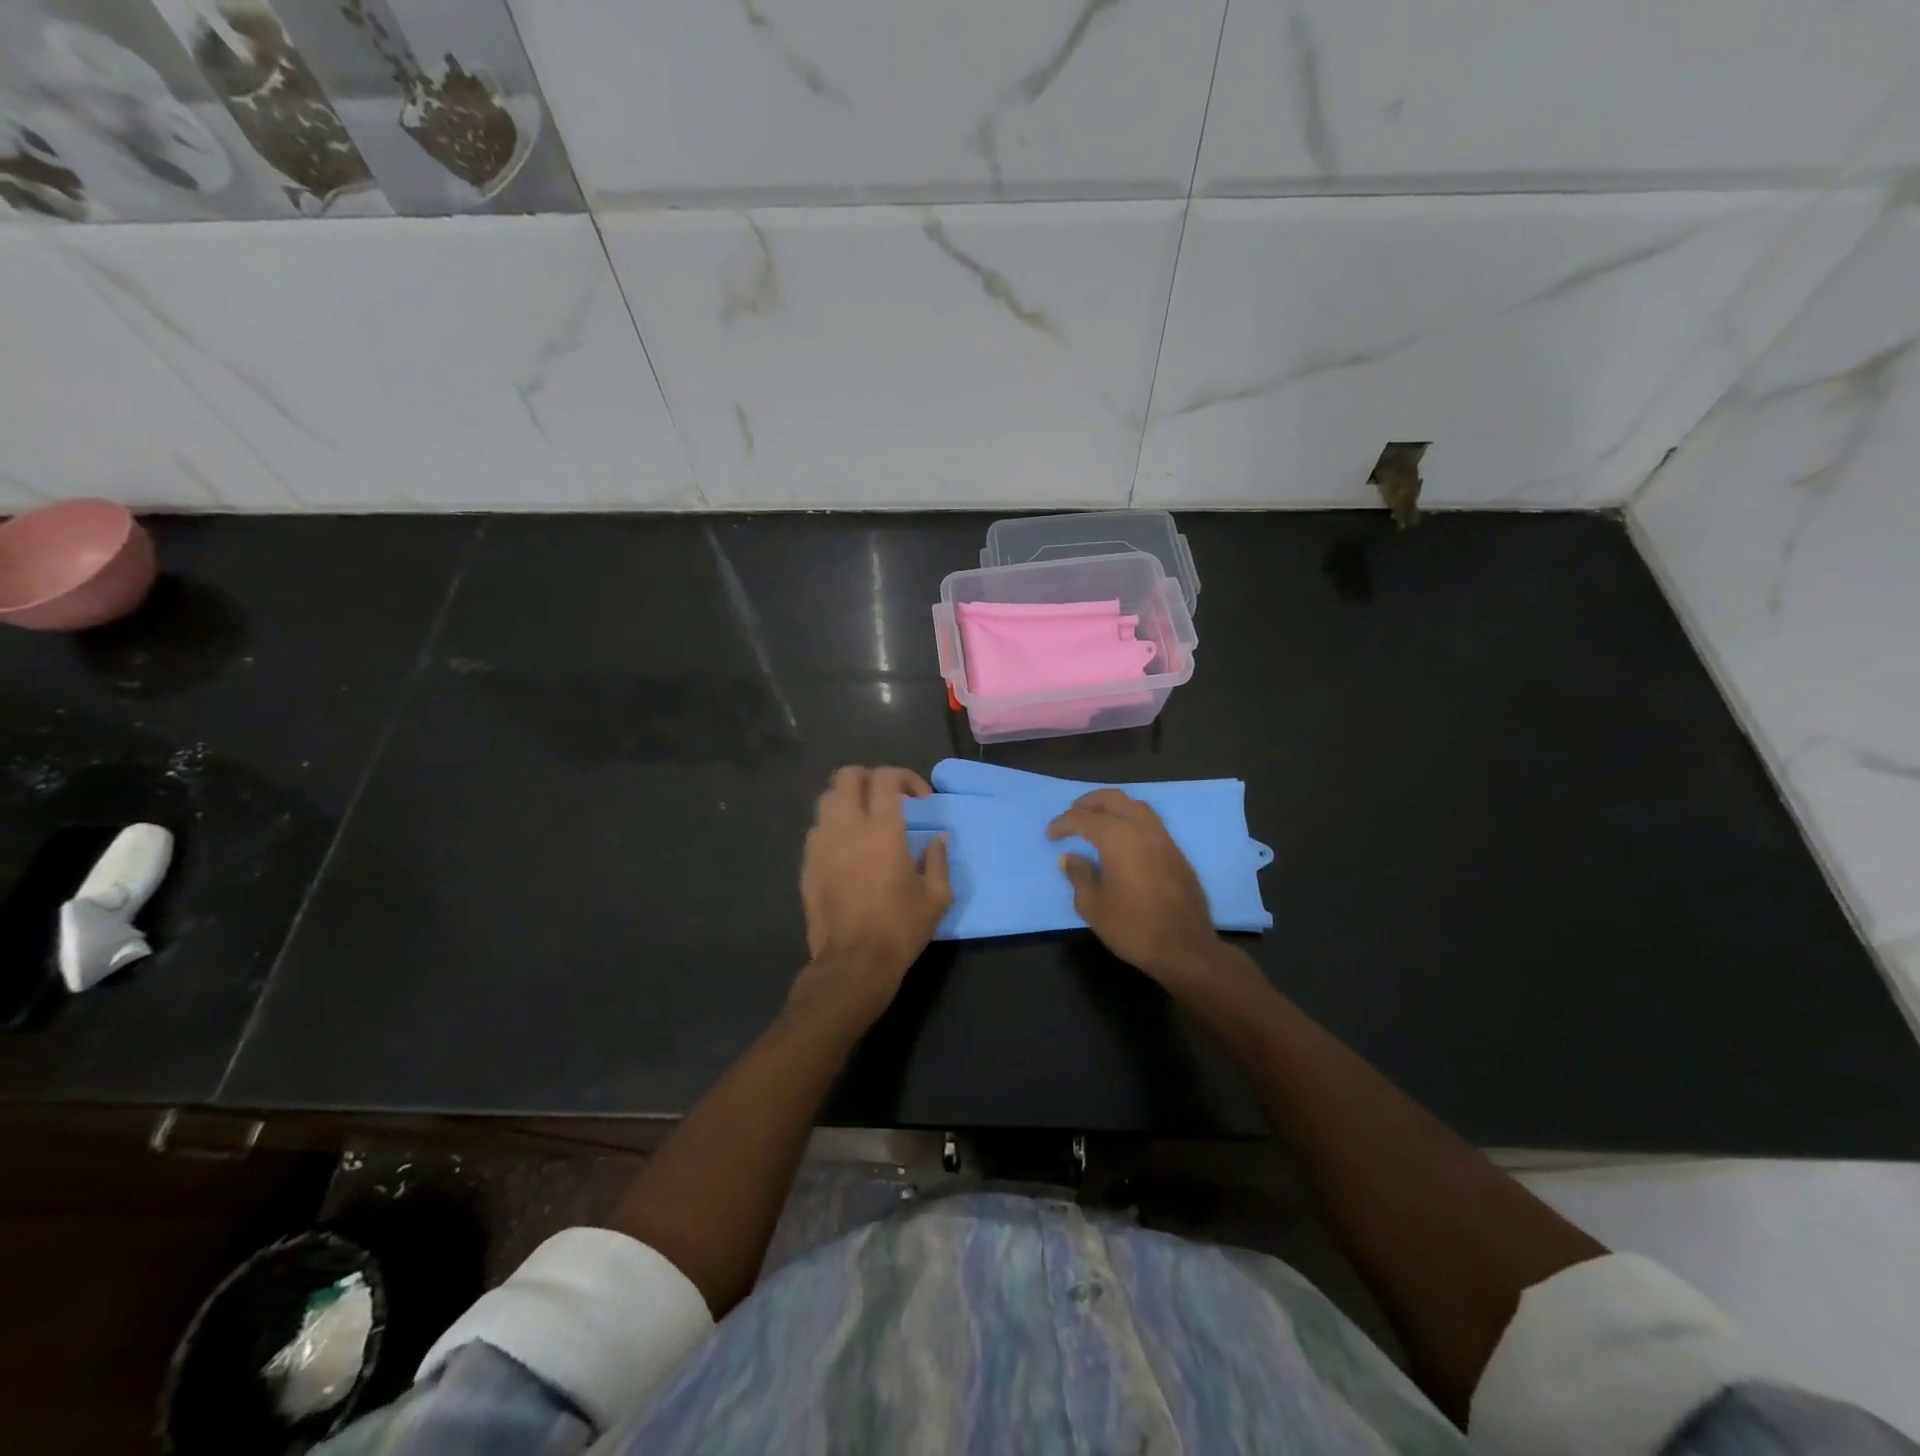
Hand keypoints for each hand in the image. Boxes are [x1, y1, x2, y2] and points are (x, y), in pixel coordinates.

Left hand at [793, 766, 951, 1026]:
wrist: (853, 962)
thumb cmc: (900, 928)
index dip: (905, 778)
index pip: (886, 777)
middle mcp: (847, 827)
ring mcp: (821, 844)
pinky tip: (848, 847)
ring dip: (848, 799)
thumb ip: (939, 860)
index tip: (920, 799)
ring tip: (865, 819)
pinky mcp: (807, 864)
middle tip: (888, 798)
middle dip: (870, 778)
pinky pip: (817, 828)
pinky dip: (833, 825)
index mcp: (882, 830)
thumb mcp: (936, 896)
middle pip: (848, 776)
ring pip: (827, 798)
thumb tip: (939, 838)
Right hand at [1048, 788, 1219, 986]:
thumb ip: (1079, 875)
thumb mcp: (1093, 905)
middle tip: (1073, 815)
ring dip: (1113, 807)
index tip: (1050, 836)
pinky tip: (1124, 840)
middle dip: (1089, 803)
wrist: (1185, 948)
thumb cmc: (1133, 926)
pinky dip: (1131, 820)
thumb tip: (1069, 858)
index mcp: (1117, 836)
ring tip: (1098, 822)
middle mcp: (1141, 828)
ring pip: (1135, 806)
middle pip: (1113, 798)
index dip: (1062, 824)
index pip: (1082, 818)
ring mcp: (1163, 838)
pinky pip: (1150, 822)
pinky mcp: (1177, 852)